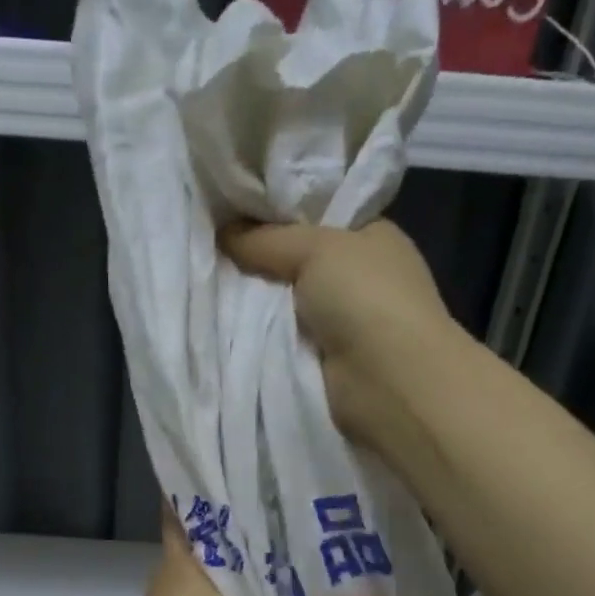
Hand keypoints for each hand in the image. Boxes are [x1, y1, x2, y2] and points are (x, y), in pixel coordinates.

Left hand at [117, 505, 393, 595]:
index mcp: (178, 567)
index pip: (185, 510)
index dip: (211, 488)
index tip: (251, 472)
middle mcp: (172, 583)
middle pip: (209, 543)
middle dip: (246, 528)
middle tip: (295, 507)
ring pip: (214, 579)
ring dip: (247, 570)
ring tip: (297, 551)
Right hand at [219, 219, 458, 445]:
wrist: (386, 380)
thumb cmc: (364, 297)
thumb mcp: (315, 248)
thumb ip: (266, 239)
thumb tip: (222, 232)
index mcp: (371, 237)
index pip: (317, 219)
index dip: (277, 216)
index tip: (232, 215)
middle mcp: (359, 278)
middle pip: (295, 263)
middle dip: (259, 262)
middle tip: (212, 252)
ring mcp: (342, 322)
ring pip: (283, 304)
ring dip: (254, 303)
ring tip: (208, 289)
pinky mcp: (323, 361)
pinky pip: (280, 340)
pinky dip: (259, 337)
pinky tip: (226, 327)